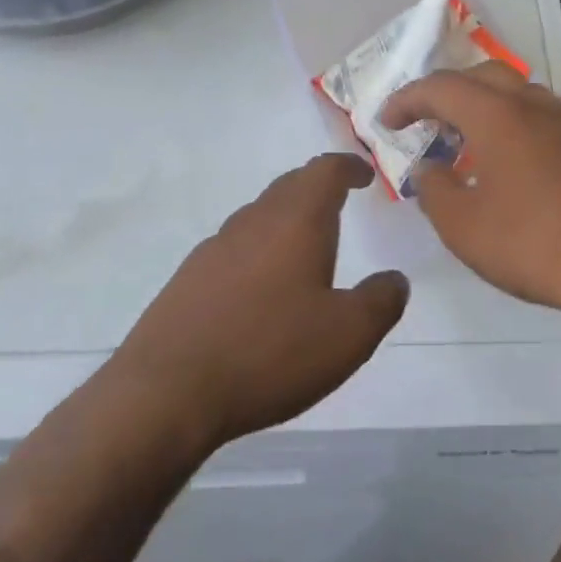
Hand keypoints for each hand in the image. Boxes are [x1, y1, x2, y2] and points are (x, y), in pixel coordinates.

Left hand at [116, 153, 408, 446]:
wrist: (166, 393)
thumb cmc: (269, 353)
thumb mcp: (349, 335)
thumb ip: (381, 300)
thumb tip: (394, 280)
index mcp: (296, 222)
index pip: (324, 171)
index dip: (348, 167)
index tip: (364, 176)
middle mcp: (252, 223)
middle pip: (289, 186)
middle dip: (317, 188)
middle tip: (339, 203)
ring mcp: (213, 249)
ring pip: (258, 217)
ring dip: (286, 220)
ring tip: (305, 248)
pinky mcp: (187, 280)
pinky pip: (234, 249)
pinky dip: (258, 252)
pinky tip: (261, 291)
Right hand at [380, 62, 560, 329]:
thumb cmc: (533, 245)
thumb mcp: (463, 226)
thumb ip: (434, 190)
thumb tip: (428, 169)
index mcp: (498, 116)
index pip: (441, 88)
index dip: (407, 100)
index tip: (386, 121)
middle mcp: (536, 107)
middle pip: (484, 77)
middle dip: (448, 92)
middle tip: (427, 122)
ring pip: (520, 96)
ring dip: (486, 108)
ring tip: (469, 143)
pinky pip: (546, 122)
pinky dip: (518, 129)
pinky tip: (516, 168)